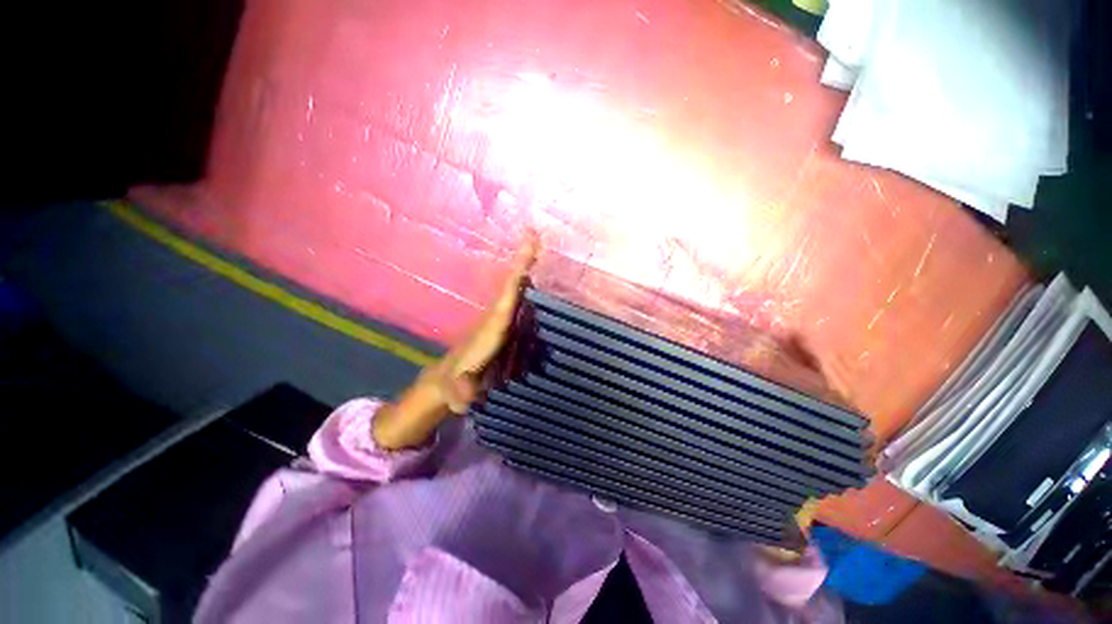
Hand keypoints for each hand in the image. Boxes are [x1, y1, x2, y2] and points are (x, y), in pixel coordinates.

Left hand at [372, 235, 538, 449]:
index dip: (515, 283)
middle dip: (522, 261)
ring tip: (535, 243)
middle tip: (533, 234)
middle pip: (510, 284)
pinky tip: (532, 271)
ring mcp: (497, 318)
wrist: (445, 380)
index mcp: (489, 330)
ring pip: (512, 287)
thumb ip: (459, 393)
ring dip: (523, 265)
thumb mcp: (455, 392)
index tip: (525, 263)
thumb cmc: (453, 385)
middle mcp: (494, 317)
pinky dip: (522, 280)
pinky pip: (514, 296)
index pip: (504, 303)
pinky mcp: (500, 322)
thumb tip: (464, 397)